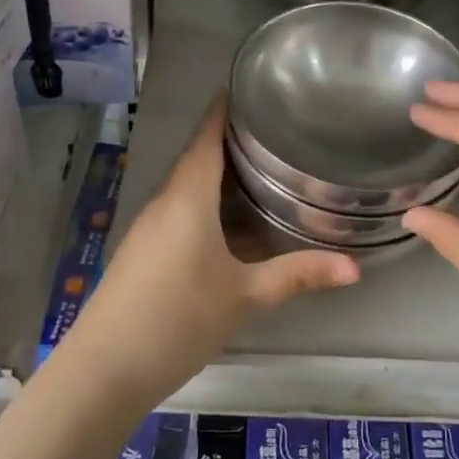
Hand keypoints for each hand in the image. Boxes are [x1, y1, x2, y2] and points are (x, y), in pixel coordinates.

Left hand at [58, 98, 358, 407]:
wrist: (103, 370)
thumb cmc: (178, 318)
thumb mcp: (245, 296)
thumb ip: (298, 276)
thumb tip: (355, 268)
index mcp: (188, 198)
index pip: (206, 138)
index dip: (224, 110)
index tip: (248, 88)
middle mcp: (165, 203)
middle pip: (198, 160)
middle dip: (231, 143)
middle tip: (275, 133)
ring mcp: (148, 229)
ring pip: (188, 189)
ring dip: (219, 177)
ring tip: (262, 171)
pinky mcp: (141, 253)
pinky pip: (179, 213)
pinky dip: (207, 206)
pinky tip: (231, 225)